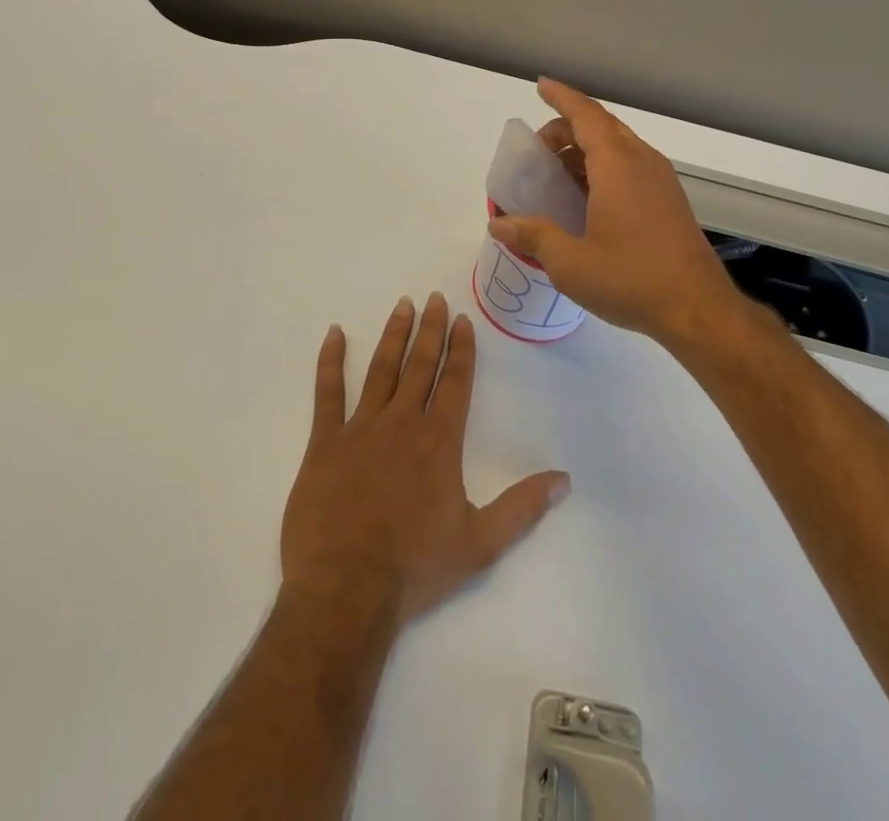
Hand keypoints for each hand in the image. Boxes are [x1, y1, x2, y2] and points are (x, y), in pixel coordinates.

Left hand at [280, 293, 570, 626]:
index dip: (461, 348)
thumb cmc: (415, 567)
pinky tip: (333, 334)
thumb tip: (564, 480)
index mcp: (439, 440)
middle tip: (434, 298)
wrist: (345, 590)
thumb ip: (522, 507)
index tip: (462, 319)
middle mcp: (402, 423)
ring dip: (393, 335)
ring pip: (380, 369)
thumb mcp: (480, 543)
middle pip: (420, 365)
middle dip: (430, 329)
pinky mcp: (324, 442)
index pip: (455, 381)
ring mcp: (361, 428)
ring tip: (402, 305)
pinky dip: (330, 361)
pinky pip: (327, 392)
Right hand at [488, 79, 742, 346]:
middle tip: (539, 148)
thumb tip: (499, 223)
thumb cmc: (631, 279)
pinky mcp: (669, 201)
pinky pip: (631, 166)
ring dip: (586, 148)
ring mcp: (661, 181)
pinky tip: (588, 198)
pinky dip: (604, 167)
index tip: (541, 86)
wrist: (698, 309)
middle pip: (602, 126)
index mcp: (618, 165)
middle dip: (568, 127)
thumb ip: (533, 236)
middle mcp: (642, 162)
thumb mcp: (570, 263)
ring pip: (619, 146)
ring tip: (557, 172)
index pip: (586, 115)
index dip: (561, 98)